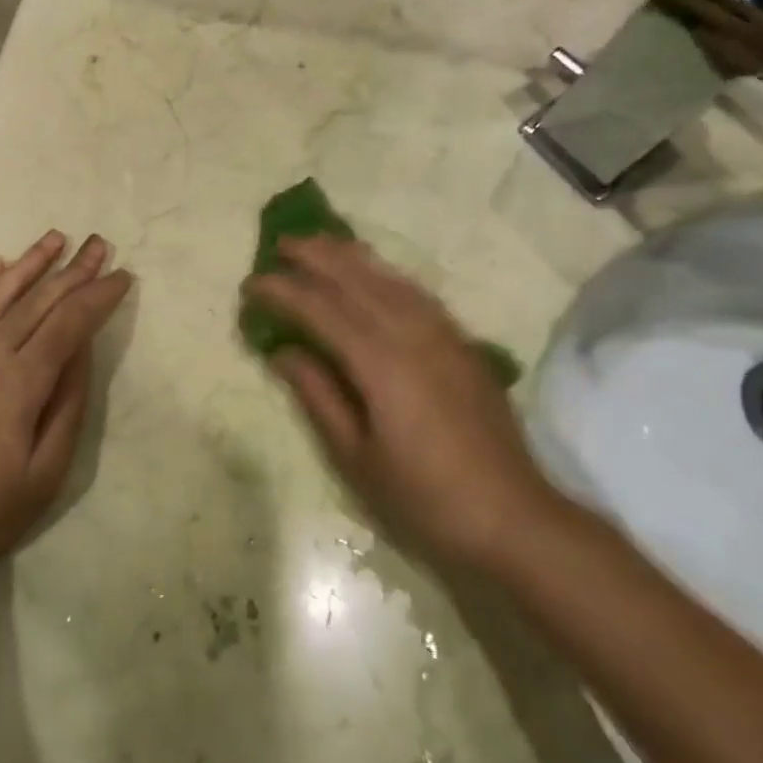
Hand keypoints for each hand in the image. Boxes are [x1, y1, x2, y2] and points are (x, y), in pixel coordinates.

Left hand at [0, 231, 131, 582]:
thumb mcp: (47, 470)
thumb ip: (68, 402)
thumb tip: (81, 348)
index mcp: (22, 381)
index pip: (70, 322)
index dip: (99, 296)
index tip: (123, 276)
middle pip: (39, 299)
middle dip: (74, 269)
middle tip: (100, 244)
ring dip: (30, 262)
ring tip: (55, 237)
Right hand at [244, 235, 555, 567]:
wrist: (513, 518)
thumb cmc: (423, 498)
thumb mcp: (355, 457)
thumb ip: (318, 396)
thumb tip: (284, 352)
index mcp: (380, 363)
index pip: (321, 310)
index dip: (283, 292)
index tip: (250, 284)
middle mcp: (413, 335)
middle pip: (357, 280)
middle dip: (316, 257)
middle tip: (280, 245)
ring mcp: (444, 335)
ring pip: (390, 278)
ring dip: (351, 257)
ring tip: (320, 243)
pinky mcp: (463, 344)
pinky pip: (417, 293)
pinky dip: (386, 274)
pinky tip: (375, 274)